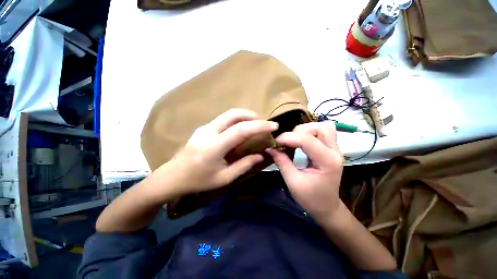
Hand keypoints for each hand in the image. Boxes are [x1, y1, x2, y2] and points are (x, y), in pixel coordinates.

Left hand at [159, 109, 278, 198]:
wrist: (173, 176)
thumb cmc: (198, 181)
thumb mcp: (224, 178)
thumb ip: (244, 165)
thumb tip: (261, 155)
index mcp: (214, 146)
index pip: (241, 130)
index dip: (259, 126)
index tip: (273, 126)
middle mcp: (209, 131)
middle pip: (234, 114)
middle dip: (252, 115)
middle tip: (264, 123)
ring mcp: (205, 127)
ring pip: (228, 114)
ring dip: (245, 116)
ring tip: (255, 124)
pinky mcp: (203, 127)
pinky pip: (224, 119)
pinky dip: (236, 120)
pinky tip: (241, 128)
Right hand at [266, 122, 343, 216]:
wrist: (327, 207)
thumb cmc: (311, 198)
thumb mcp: (293, 182)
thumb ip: (282, 162)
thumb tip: (270, 148)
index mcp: (327, 161)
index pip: (306, 140)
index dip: (287, 138)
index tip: (275, 143)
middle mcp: (335, 151)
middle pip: (318, 128)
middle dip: (298, 132)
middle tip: (287, 143)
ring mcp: (335, 149)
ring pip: (322, 127)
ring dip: (305, 130)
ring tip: (294, 141)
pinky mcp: (331, 149)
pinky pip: (322, 132)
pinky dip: (309, 133)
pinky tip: (301, 142)